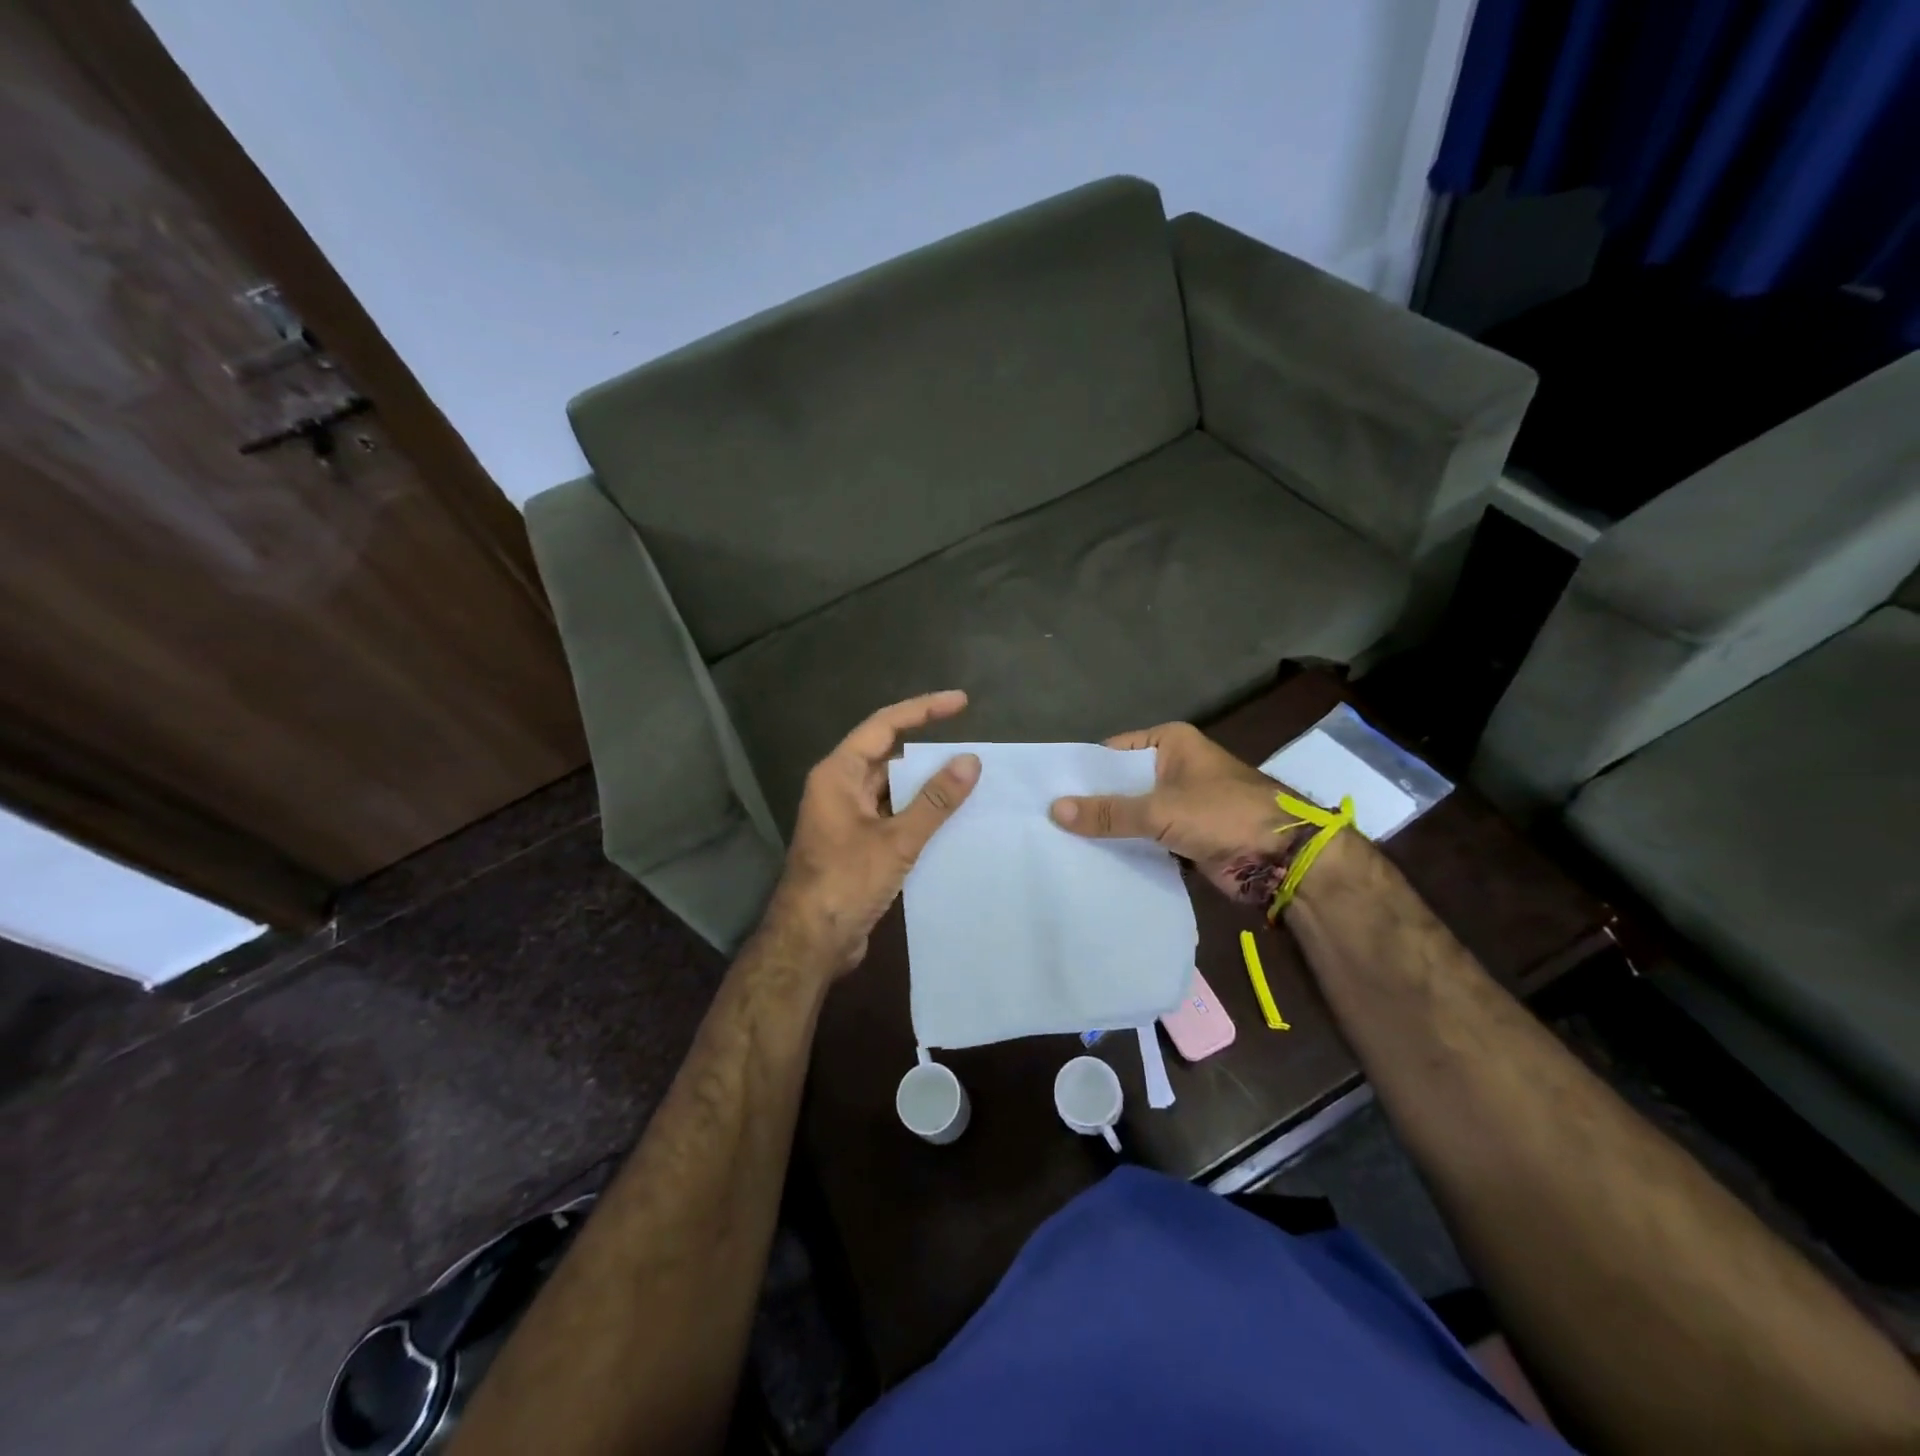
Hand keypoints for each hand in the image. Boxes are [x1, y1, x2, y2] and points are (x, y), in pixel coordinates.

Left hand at [760, 691, 979, 974]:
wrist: (811, 943)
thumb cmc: (845, 882)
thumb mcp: (896, 840)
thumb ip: (934, 801)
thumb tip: (970, 761)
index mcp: (838, 774)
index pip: (883, 726)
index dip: (923, 710)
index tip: (960, 702)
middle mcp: (840, 788)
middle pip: (888, 757)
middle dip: (929, 753)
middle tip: (972, 751)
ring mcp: (847, 818)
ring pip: (892, 790)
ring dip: (926, 787)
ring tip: (971, 782)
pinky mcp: (857, 844)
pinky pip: (892, 816)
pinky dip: (919, 814)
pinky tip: (951, 821)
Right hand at [1049, 722, 1302, 906]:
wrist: (1284, 859)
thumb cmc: (1224, 814)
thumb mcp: (1161, 809)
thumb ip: (1109, 812)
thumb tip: (1054, 810)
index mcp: (1171, 743)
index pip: (1113, 753)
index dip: (1082, 772)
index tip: (1045, 790)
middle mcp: (1173, 767)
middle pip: (1121, 784)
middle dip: (1091, 802)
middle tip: (1044, 820)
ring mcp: (1180, 803)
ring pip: (1132, 813)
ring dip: (1107, 828)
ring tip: (1058, 841)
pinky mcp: (1185, 835)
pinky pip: (1146, 837)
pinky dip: (1126, 846)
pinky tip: (1091, 859)